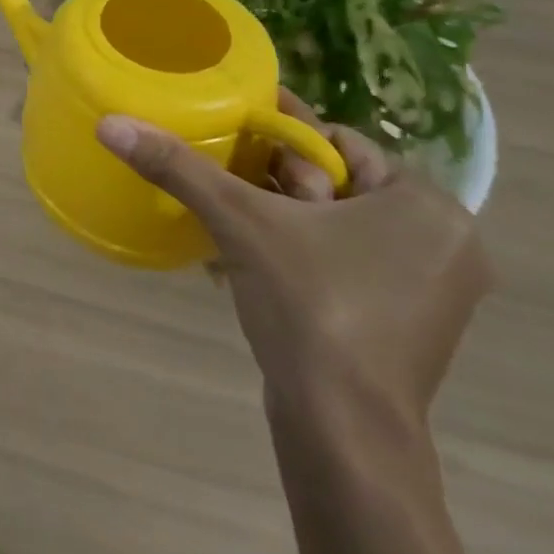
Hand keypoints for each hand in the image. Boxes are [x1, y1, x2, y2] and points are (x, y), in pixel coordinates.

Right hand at [97, 92, 492, 436]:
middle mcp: (443, 242)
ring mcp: (429, 291)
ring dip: (278, 218)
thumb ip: (178, 167)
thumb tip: (111, 123)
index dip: (279, 135)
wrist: (344, 430)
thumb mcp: (239, 222)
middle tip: (223, 183)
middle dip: (274, 181)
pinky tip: (245, 262)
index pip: (338, 142)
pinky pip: (342, 264)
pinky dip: (297, 254)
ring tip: (224, 218)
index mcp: (427, 206)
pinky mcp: (405, 327)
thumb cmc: (310, 306)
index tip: (230, 131)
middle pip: (335, 183)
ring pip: (336, 225)